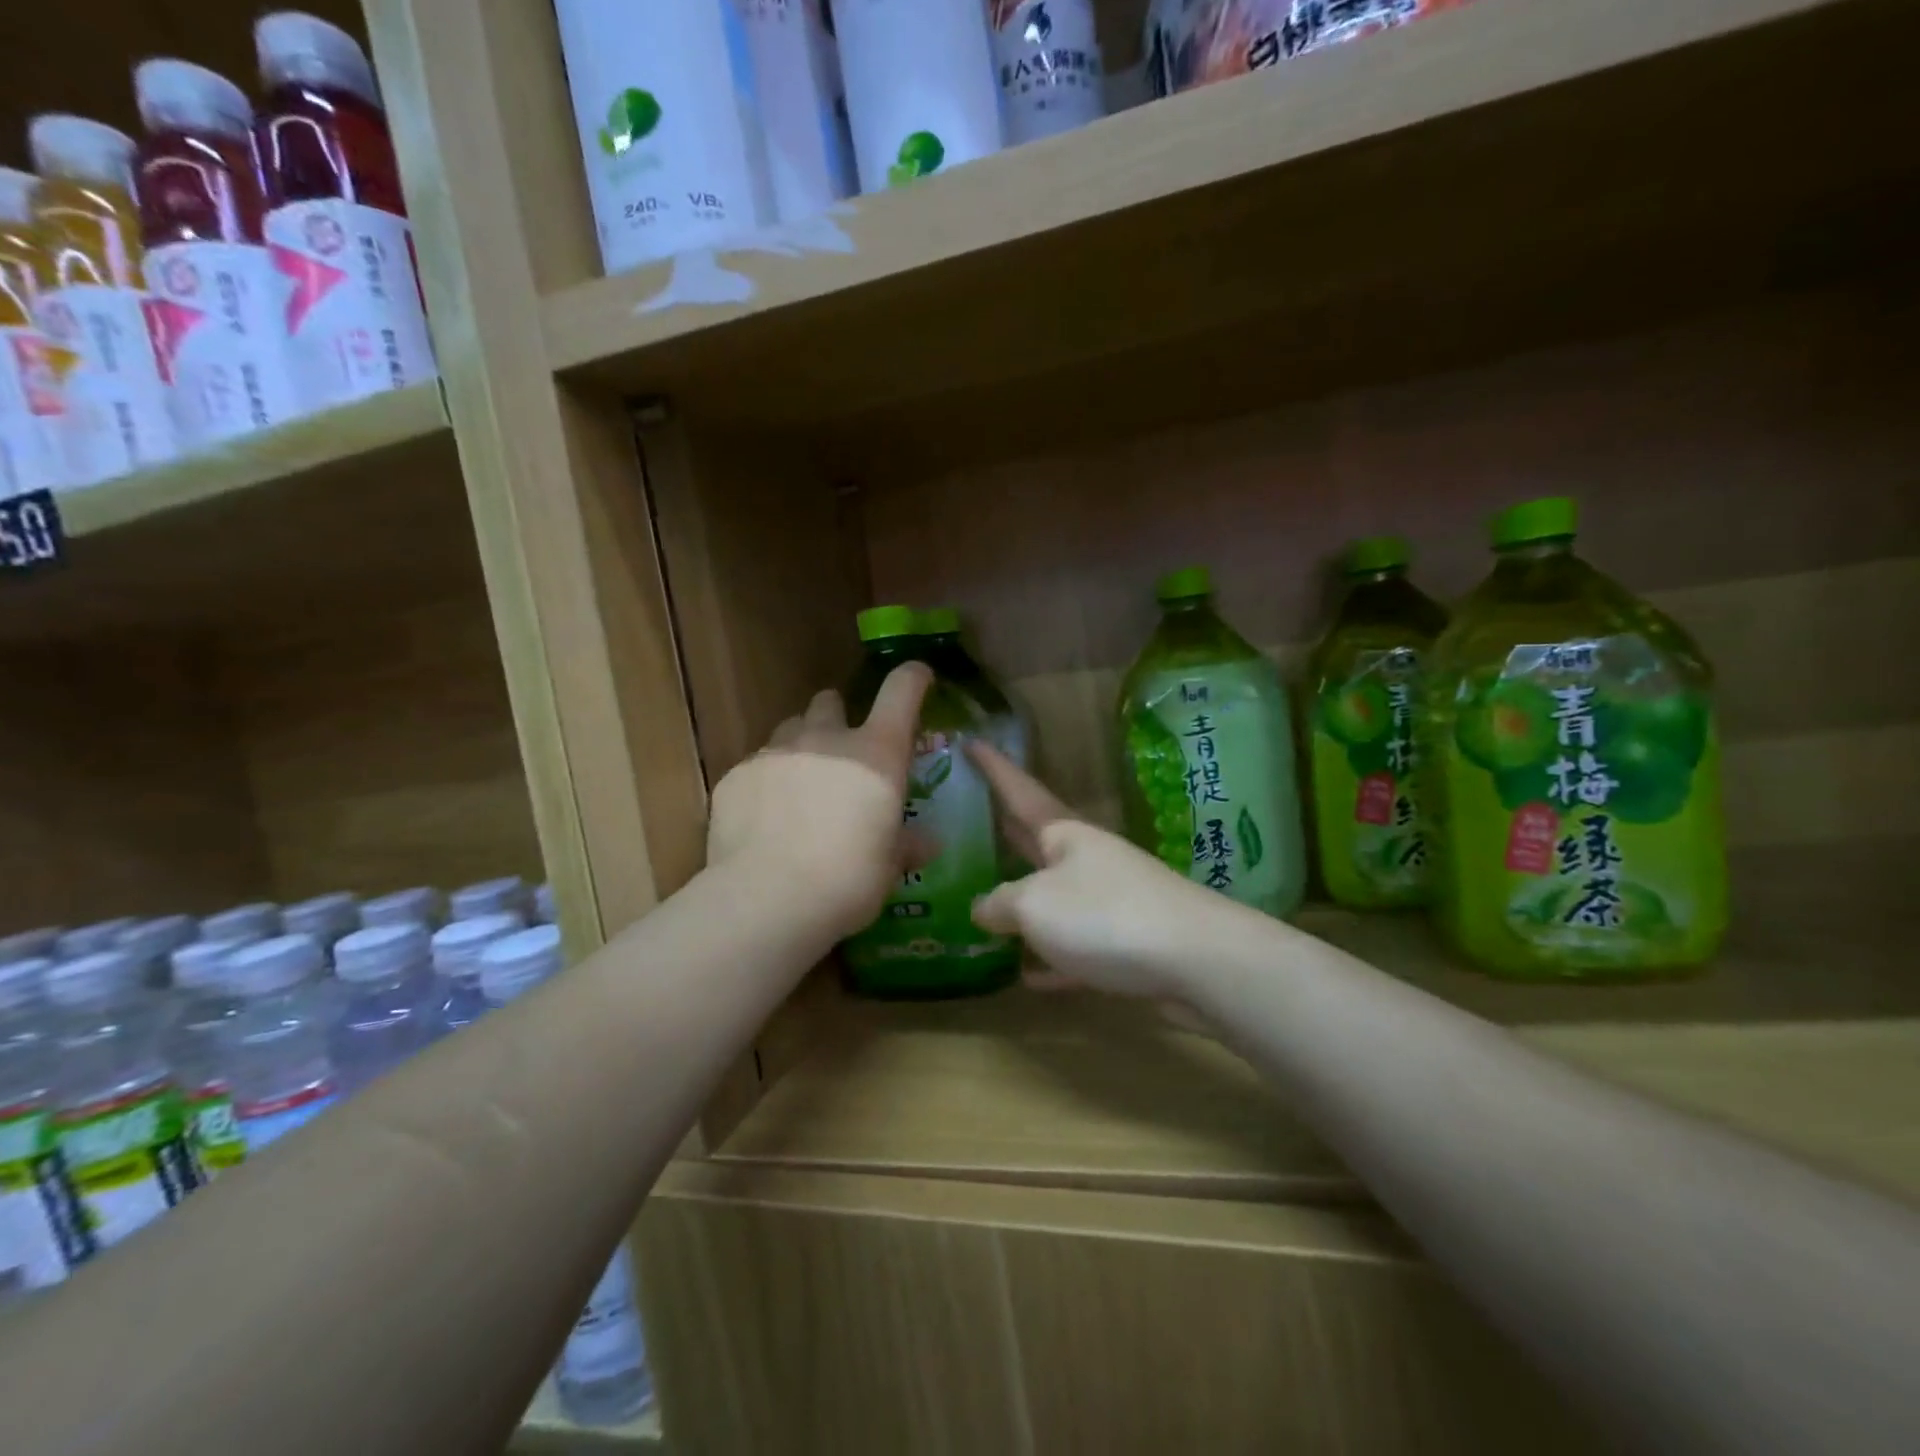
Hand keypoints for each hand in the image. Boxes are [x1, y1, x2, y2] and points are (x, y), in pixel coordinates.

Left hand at [707, 664, 931, 940]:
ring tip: (800, 785)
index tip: (919, 678)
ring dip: (802, 746)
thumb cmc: (848, 880)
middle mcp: (827, 739)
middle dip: (838, 716)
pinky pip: (757, 765)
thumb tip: (928, 842)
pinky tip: (765, 818)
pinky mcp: (736, 775)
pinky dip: (767, 781)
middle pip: (830, 701)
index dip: (913, 678)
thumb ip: (907, 845)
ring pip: (791, 728)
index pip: (901, 691)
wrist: (768, 899)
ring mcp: (776, 752)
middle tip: (842, 751)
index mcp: (876, 754)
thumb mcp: (889, 867)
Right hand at [968, 742, 1232, 1003]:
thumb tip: (983, 908)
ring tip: (984, 907)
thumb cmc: (1104, 915)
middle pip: (1036, 841)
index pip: (1019, 792)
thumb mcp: (1034, 905)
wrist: (1197, 961)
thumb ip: (1000, 904)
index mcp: (1065, 835)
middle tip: (968, 815)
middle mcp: (1087, 860)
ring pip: (1055, 897)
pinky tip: (1027, 975)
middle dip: (1004, 831)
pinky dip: (1051, 958)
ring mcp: (1110, 901)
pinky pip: (1076, 948)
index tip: (972, 741)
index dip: (994, 769)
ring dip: (1024, 902)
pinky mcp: (1126, 944)